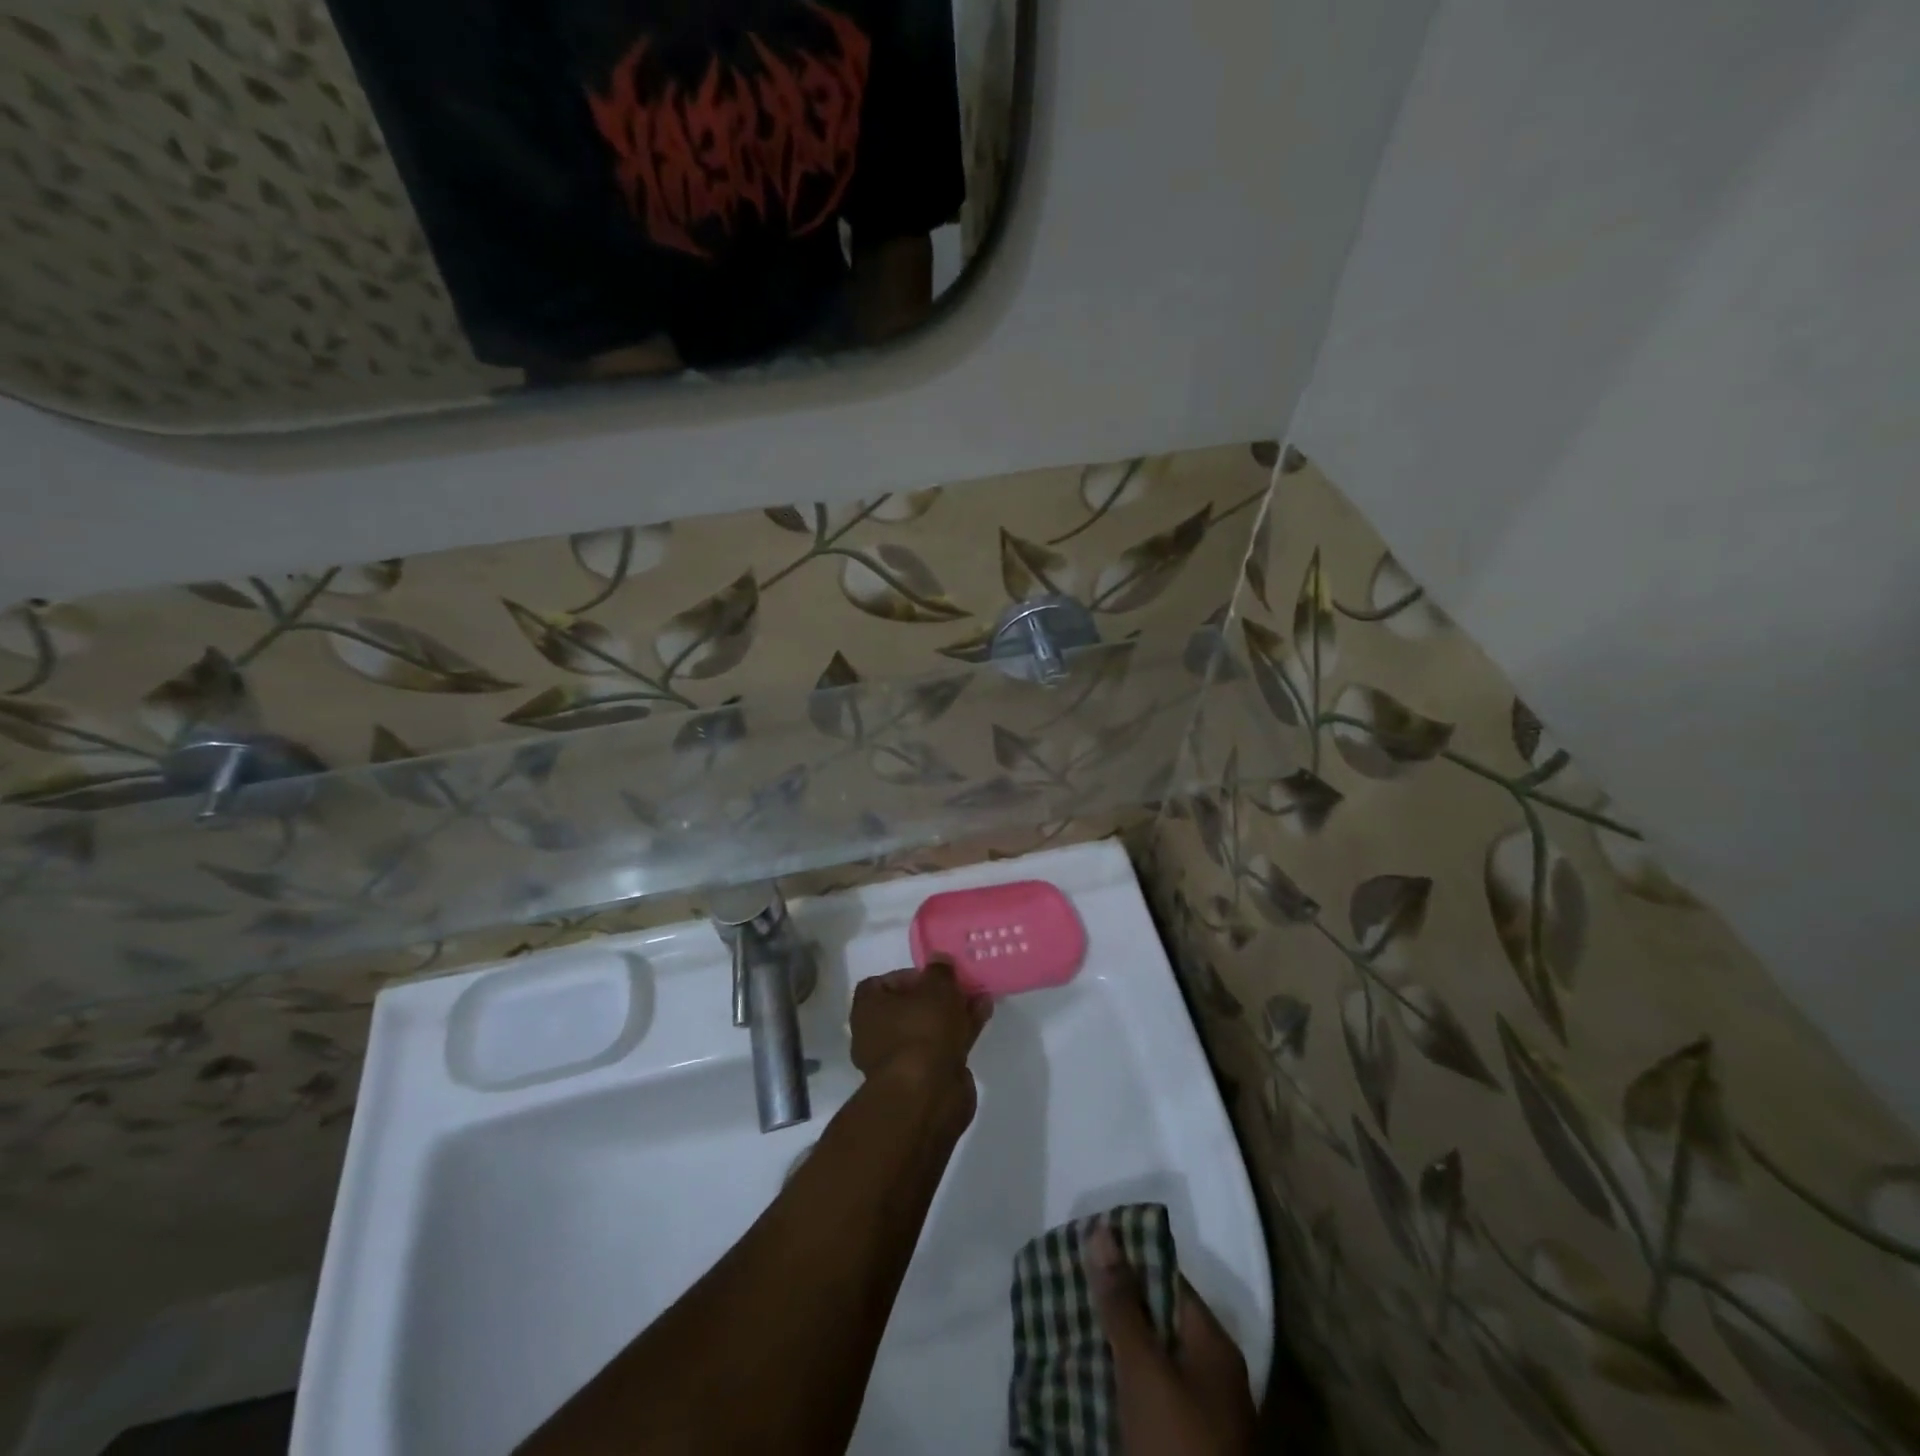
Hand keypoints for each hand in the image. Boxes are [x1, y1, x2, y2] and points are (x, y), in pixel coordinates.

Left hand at [850, 961, 990, 1083]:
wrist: (927, 1094)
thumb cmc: (922, 1030)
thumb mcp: (936, 988)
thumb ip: (940, 971)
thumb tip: (939, 960)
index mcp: (868, 1009)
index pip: (882, 983)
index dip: (909, 975)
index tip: (934, 974)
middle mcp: (877, 1033)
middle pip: (910, 1006)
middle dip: (938, 995)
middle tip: (962, 983)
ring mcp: (901, 1058)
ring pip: (929, 1027)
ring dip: (954, 1012)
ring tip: (981, 996)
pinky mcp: (924, 1077)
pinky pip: (943, 1045)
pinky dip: (960, 1031)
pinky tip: (983, 1015)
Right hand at [1089, 1224, 1258, 1455]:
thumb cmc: (1178, 1446)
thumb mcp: (1144, 1370)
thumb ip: (1122, 1302)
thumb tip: (1102, 1229)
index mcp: (1213, 1344)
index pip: (1168, 1280)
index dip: (1128, 1260)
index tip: (1085, 1249)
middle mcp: (1213, 1373)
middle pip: (1159, 1320)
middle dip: (1115, 1304)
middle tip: (1067, 1286)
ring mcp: (1202, 1415)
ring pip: (1151, 1361)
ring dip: (1115, 1346)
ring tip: (1067, 1326)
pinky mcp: (1184, 1447)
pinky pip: (1149, 1399)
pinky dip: (1121, 1385)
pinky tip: (1088, 1380)